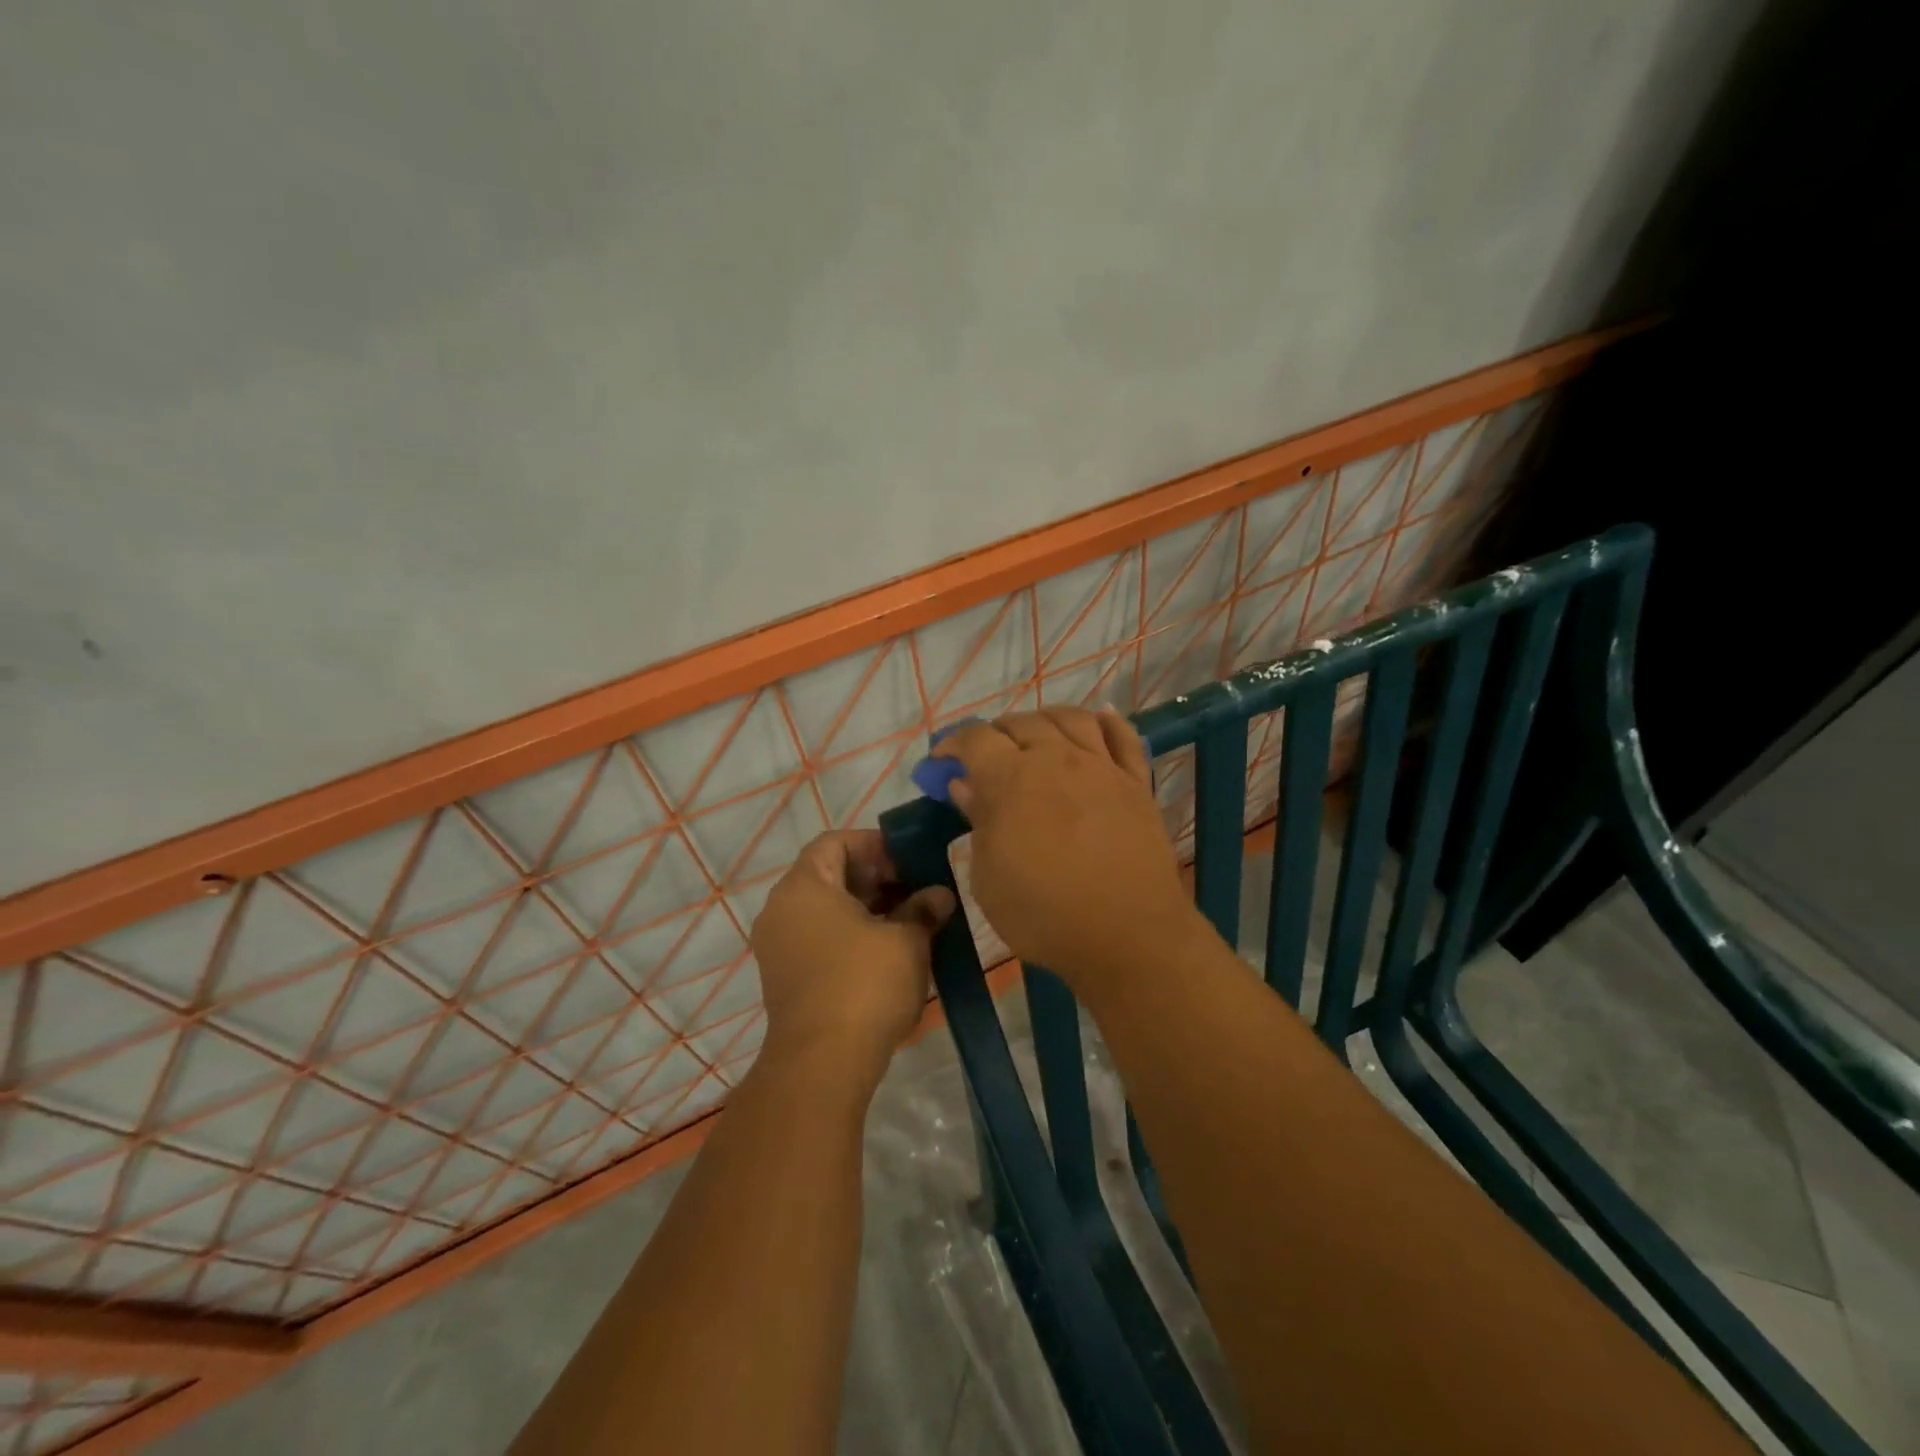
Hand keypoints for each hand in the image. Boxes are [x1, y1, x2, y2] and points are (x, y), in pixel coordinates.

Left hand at [749, 830, 955, 1089]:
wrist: (822, 1064)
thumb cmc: (865, 984)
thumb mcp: (906, 940)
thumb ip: (923, 909)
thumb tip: (939, 896)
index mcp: (804, 886)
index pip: (836, 842)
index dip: (876, 844)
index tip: (912, 860)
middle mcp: (782, 909)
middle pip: (831, 874)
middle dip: (878, 878)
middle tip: (919, 890)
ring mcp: (779, 946)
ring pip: (827, 910)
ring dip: (869, 909)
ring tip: (912, 921)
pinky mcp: (786, 977)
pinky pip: (820, 938)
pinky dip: (852, 935)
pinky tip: (890, 951)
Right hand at [934, 707, 1204, 989]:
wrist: (1129, 934)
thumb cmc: (1044, 914)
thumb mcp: (989, 877)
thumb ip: (978, 822)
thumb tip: (965, 784)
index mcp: (1011, 779)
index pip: (975, 739)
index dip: (952, 744)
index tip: (940, 761)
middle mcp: (1056, 758)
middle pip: (1021, 722)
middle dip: (995, 732)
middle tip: (985, 756)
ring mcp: (1101, 767)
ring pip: (1071, 719)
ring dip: (1045, 719)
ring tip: (1035, 734)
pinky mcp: (1136, 783)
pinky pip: (1125, 738)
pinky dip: (1109, 722)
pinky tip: (1101, 720)